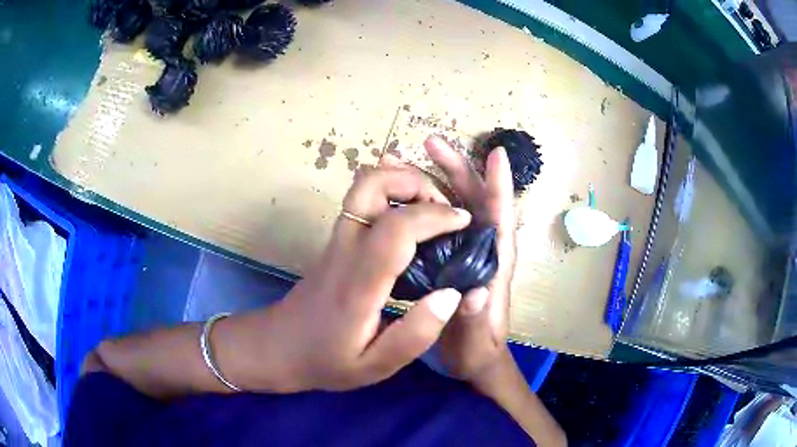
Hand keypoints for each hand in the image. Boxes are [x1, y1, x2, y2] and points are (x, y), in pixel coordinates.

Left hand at [261, 163, 472, 391]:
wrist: (278, 346)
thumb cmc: (326, 361)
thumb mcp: (375, 365)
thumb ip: (416, 334)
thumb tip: (453, 294)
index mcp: (359, 283)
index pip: (396, 229)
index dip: (435, 216)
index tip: (464, 222)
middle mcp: (345, 249)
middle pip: (372, 184)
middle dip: (416, 182)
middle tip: (445, 209)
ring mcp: (337, 239)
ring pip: (364, 184)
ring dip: (403, 182)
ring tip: (432, 210)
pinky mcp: (336, 239)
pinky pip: (363, 199)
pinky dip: (392, 193)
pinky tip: (411, 218)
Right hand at [423, 135, 517, 389]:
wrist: (472, 360)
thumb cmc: (477, 349)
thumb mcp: (475, 340)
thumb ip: (474, 320)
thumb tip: (475, 293)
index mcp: (495, 264)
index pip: (501, 217)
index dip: (500, 184)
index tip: (495, 152)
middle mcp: (483, 249)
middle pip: (474, 200)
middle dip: (456, 169)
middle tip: (430, 144)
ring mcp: (465, 251)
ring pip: (454, 206)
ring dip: (435, 180)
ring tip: (406, 160)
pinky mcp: (450, 258)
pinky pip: (438, 223)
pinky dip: (423, 204)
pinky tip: (400, 196)